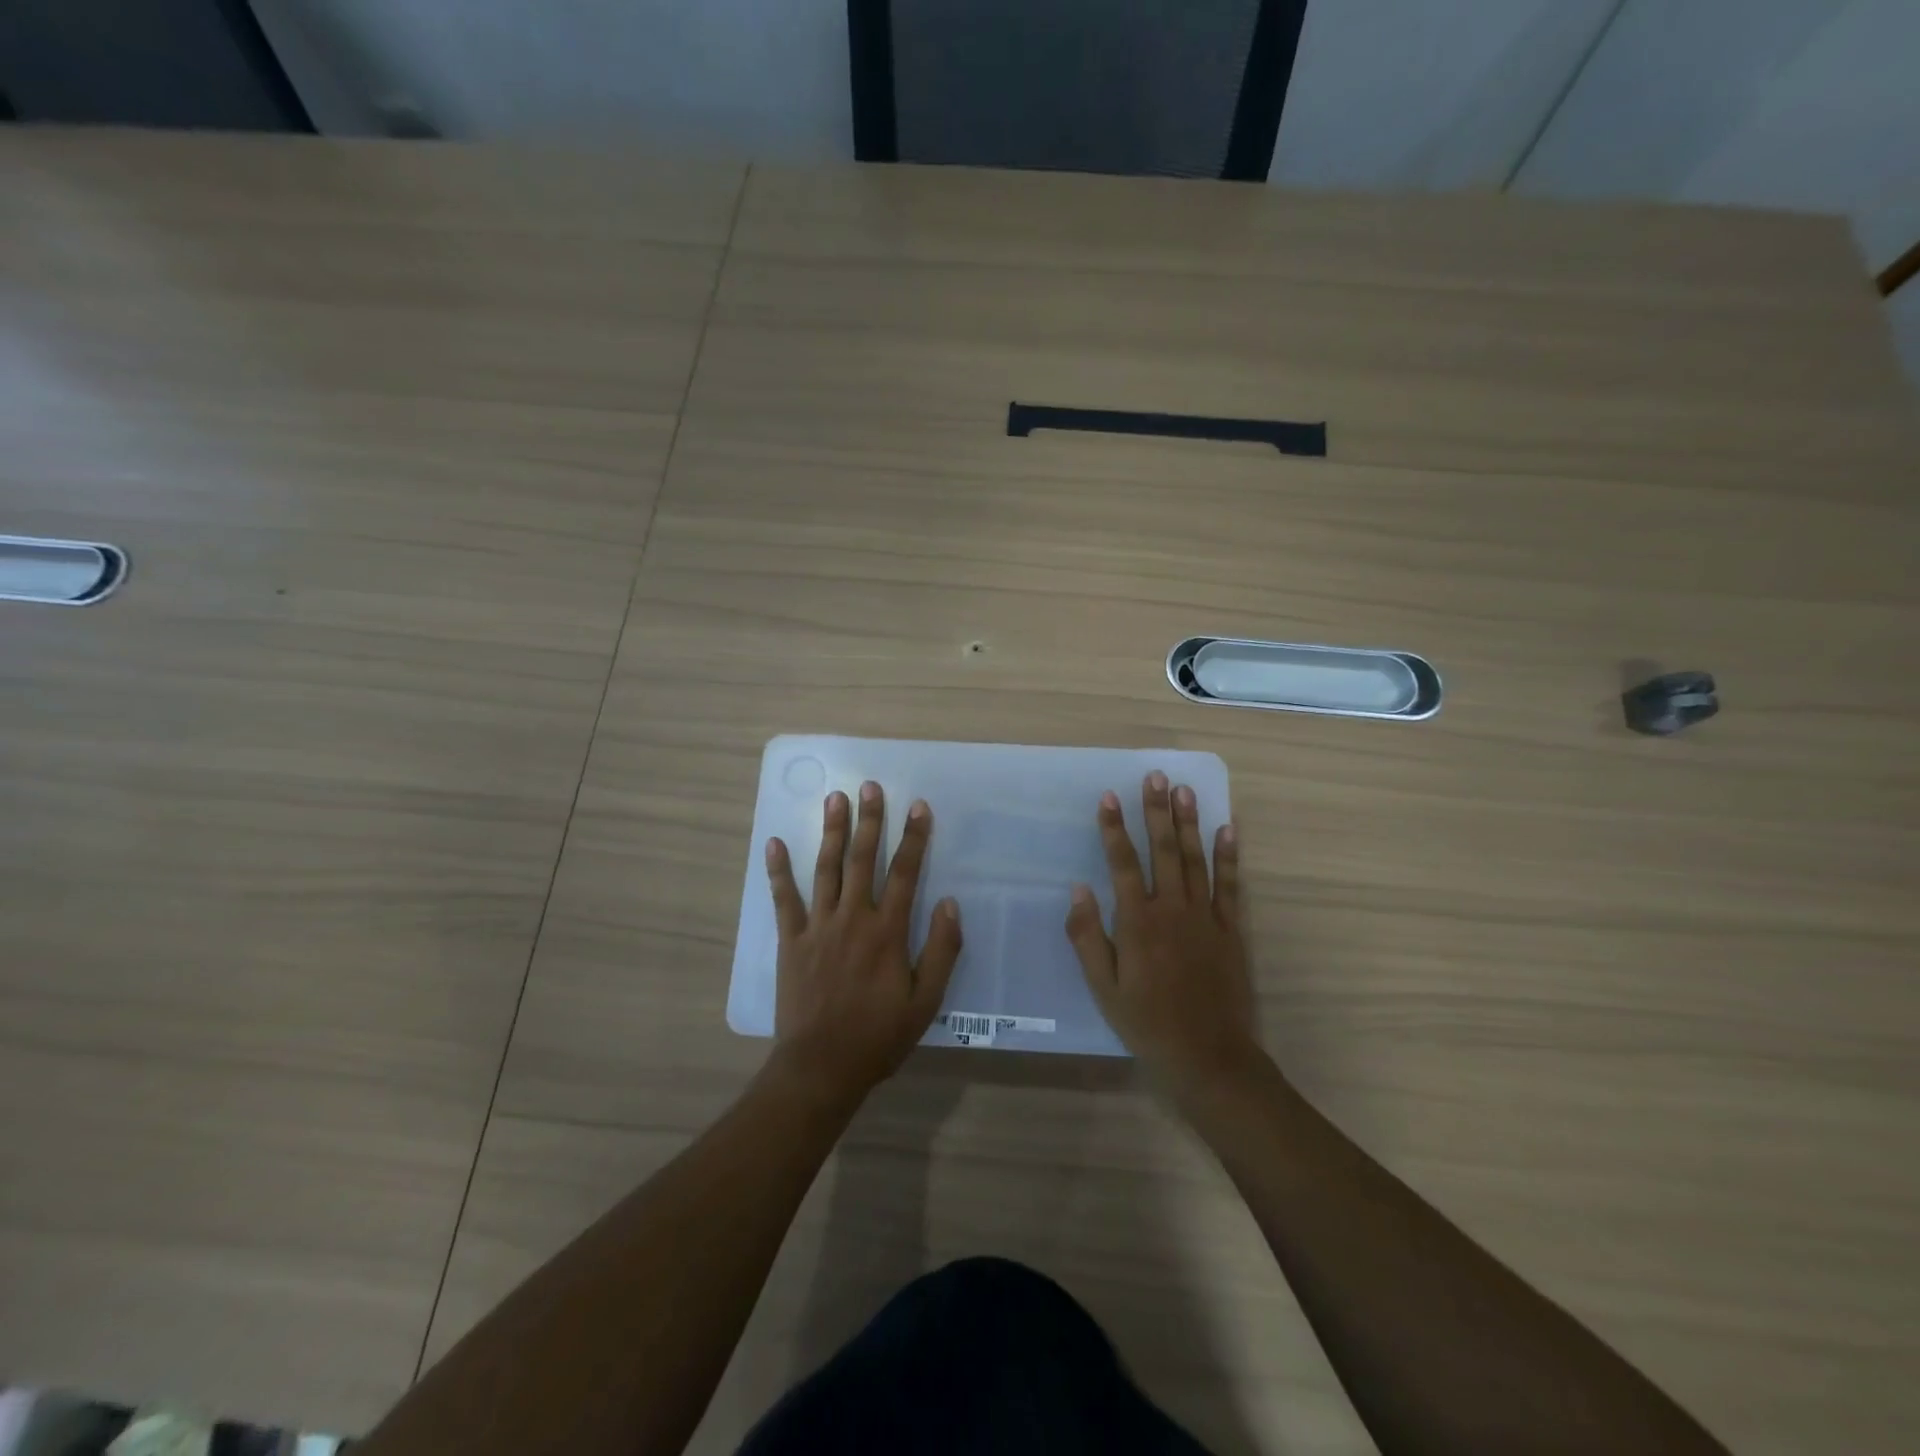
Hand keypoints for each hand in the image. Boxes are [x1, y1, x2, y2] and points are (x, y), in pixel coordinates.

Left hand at [765, 781, 961, 1106]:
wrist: (821, 1066)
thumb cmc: (879, 1036)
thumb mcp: (926, 1001)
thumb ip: (942, 950)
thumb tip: (949, 903)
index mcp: (887, 932)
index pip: (904, 873)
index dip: (913, 837)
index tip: (918, 806)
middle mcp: (852, 918)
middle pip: (862, 859)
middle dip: (868, 820)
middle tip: (869, 786)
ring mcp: (817, 927)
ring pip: (825, 869)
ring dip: (830, 831)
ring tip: (834, 798)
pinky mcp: (790, 940)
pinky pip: (784, 899)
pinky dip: (778, 871)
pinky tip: (774, 843)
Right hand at [1065, 771, 1258, 1096]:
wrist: (1209, 1057)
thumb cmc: (1147, 1023)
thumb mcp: (1104, 987)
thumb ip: (1088, 937)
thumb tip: (1079, 889)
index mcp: (1138, 922)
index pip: (1123, 864)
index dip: (1114, 829)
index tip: (1109, 796)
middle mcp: (1172, 910)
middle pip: (1163, 850)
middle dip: (1156, 811)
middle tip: (1156, 776)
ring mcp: (1206, 917)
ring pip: (1196, 859)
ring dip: (1189, 822)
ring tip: (1185, 790)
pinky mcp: (1231, 930)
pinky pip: (1230, 885)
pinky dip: (1229, 856)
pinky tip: (1228, 829)